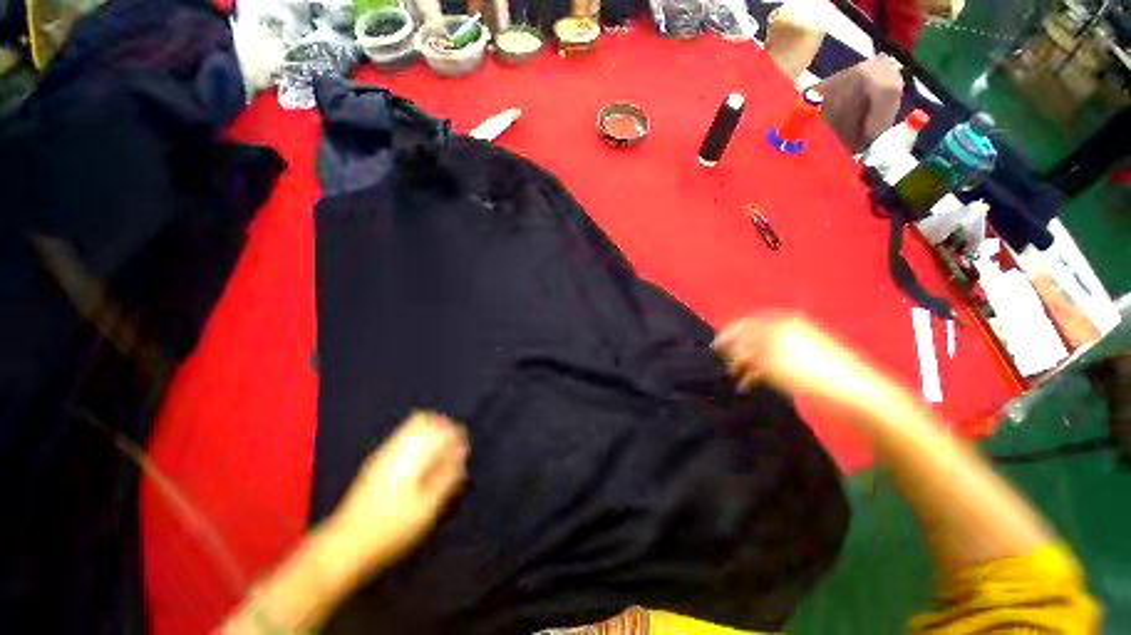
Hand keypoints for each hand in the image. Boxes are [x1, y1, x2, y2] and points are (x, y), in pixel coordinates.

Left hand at [326, 412, 468, 574]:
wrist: (345, 544)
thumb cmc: (392, 527)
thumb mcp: (427, 507)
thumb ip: (447, 476)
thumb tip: (461, 453)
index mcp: (411, 455)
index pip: (440, 429)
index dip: (456, 435)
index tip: (462, 450)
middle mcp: (396, 447)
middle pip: (423, 419)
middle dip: (441, 428)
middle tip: (451, 449)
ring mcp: (383, 453)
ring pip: (411, 426)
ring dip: (428, 433)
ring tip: (437, 456)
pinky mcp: (375, 462)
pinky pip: (401, 438)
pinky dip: (415, 441)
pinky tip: (418, 464)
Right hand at [713, 313, 888, 417]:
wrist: (854, 390)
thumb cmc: (807, 370)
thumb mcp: (768, 358)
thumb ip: (744, 349)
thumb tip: (728, 346)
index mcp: (779, 321)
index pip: (744, 322)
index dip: (727, 334)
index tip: (713, 347)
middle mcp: (786, 328)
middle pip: (752, 337)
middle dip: (735, 351)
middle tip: (723, 365)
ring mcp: (797, 344)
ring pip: (762, 351)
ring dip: (746, 364)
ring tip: (735, 378)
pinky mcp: (804, 360)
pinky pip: (774, 362)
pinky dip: (760, 371)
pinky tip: (751, 383)